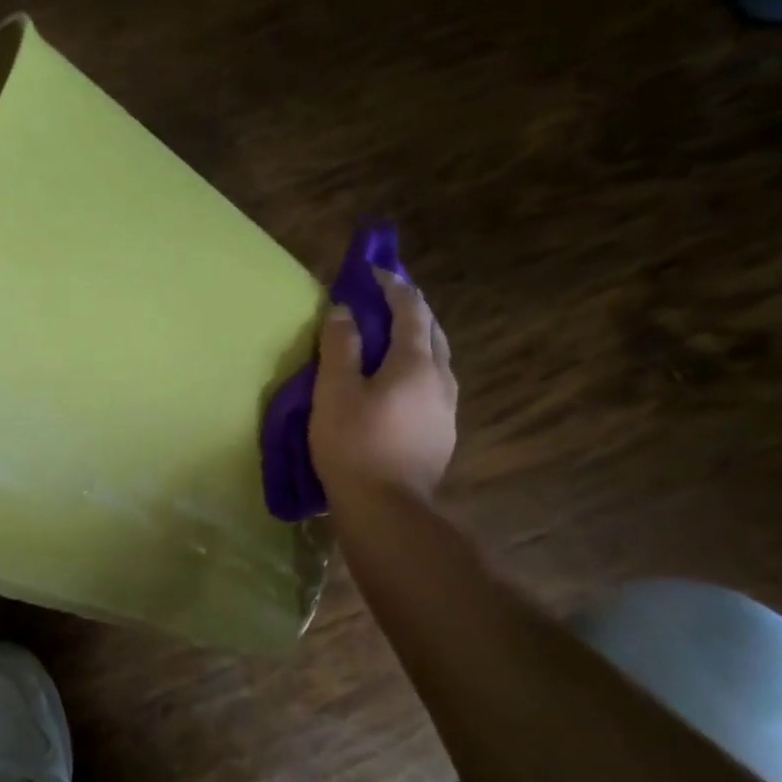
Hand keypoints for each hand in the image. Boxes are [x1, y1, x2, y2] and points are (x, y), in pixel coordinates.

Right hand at [309, 269, 457, 505]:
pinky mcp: (442, 434)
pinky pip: (432, 386)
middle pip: (432, 331)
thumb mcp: (335, 391)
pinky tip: (397, 385)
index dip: (393, 285)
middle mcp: (441, 379)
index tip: (373, 270)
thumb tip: (345, 311)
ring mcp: (446, 409)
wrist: (387, 511)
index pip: (411, 309)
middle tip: (384, 300)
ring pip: (436, 360)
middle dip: (410, 309)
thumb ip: (341, 346)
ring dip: (416, 341)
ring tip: (390, 341)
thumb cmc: (354, 445)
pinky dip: (416, 370)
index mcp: (416, 363)